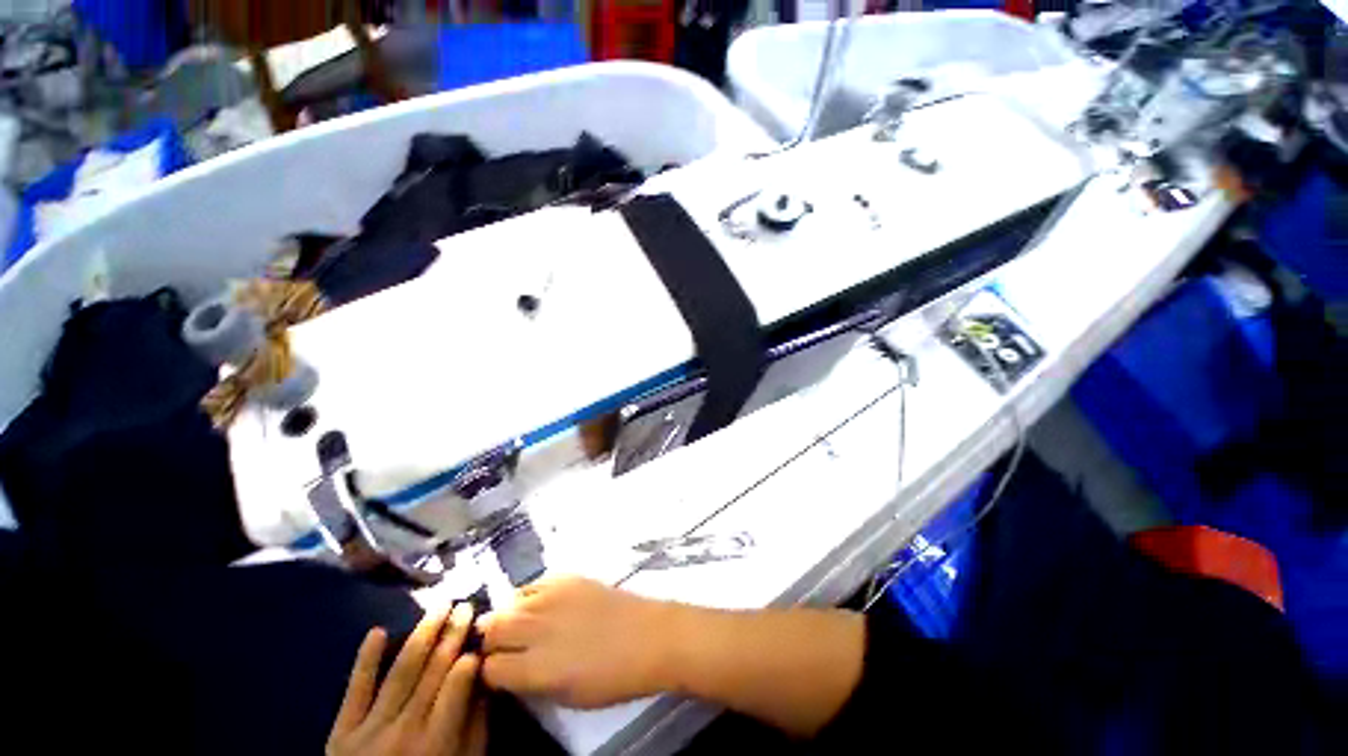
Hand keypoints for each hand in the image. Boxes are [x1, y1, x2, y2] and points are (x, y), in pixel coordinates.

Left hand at [327, 603, 486, 755]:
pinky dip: (365, 660)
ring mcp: (368, 729)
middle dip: (452, 635)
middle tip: (466, 606)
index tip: (481, 635)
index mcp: (436, 743)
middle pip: (432, 673)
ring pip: (400, 672)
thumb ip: (476, 728)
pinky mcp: (341, 731)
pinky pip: (354, 691)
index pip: (456, 687)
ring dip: (422, 634)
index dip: (469, 657)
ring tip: (440, 606)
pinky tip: (377, 632)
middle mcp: (403, 731)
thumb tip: (487, 681)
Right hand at [479, 576, 679, 708]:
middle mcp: (538, 628)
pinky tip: (541, 605)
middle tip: (504, 646)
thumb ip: (532, 683)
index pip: (489, 668)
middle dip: (491, 640)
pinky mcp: (569, 578)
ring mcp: (553, 597)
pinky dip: (531, 595)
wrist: (647, 637)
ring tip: (520, 624)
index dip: (491, 673)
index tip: (498, 673)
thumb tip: (511, 671)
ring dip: (509, 615)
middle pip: (493, 627)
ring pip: (510, 601)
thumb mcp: (567, 698)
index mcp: (536, 668)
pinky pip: (536, 583)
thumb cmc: (612, 678)